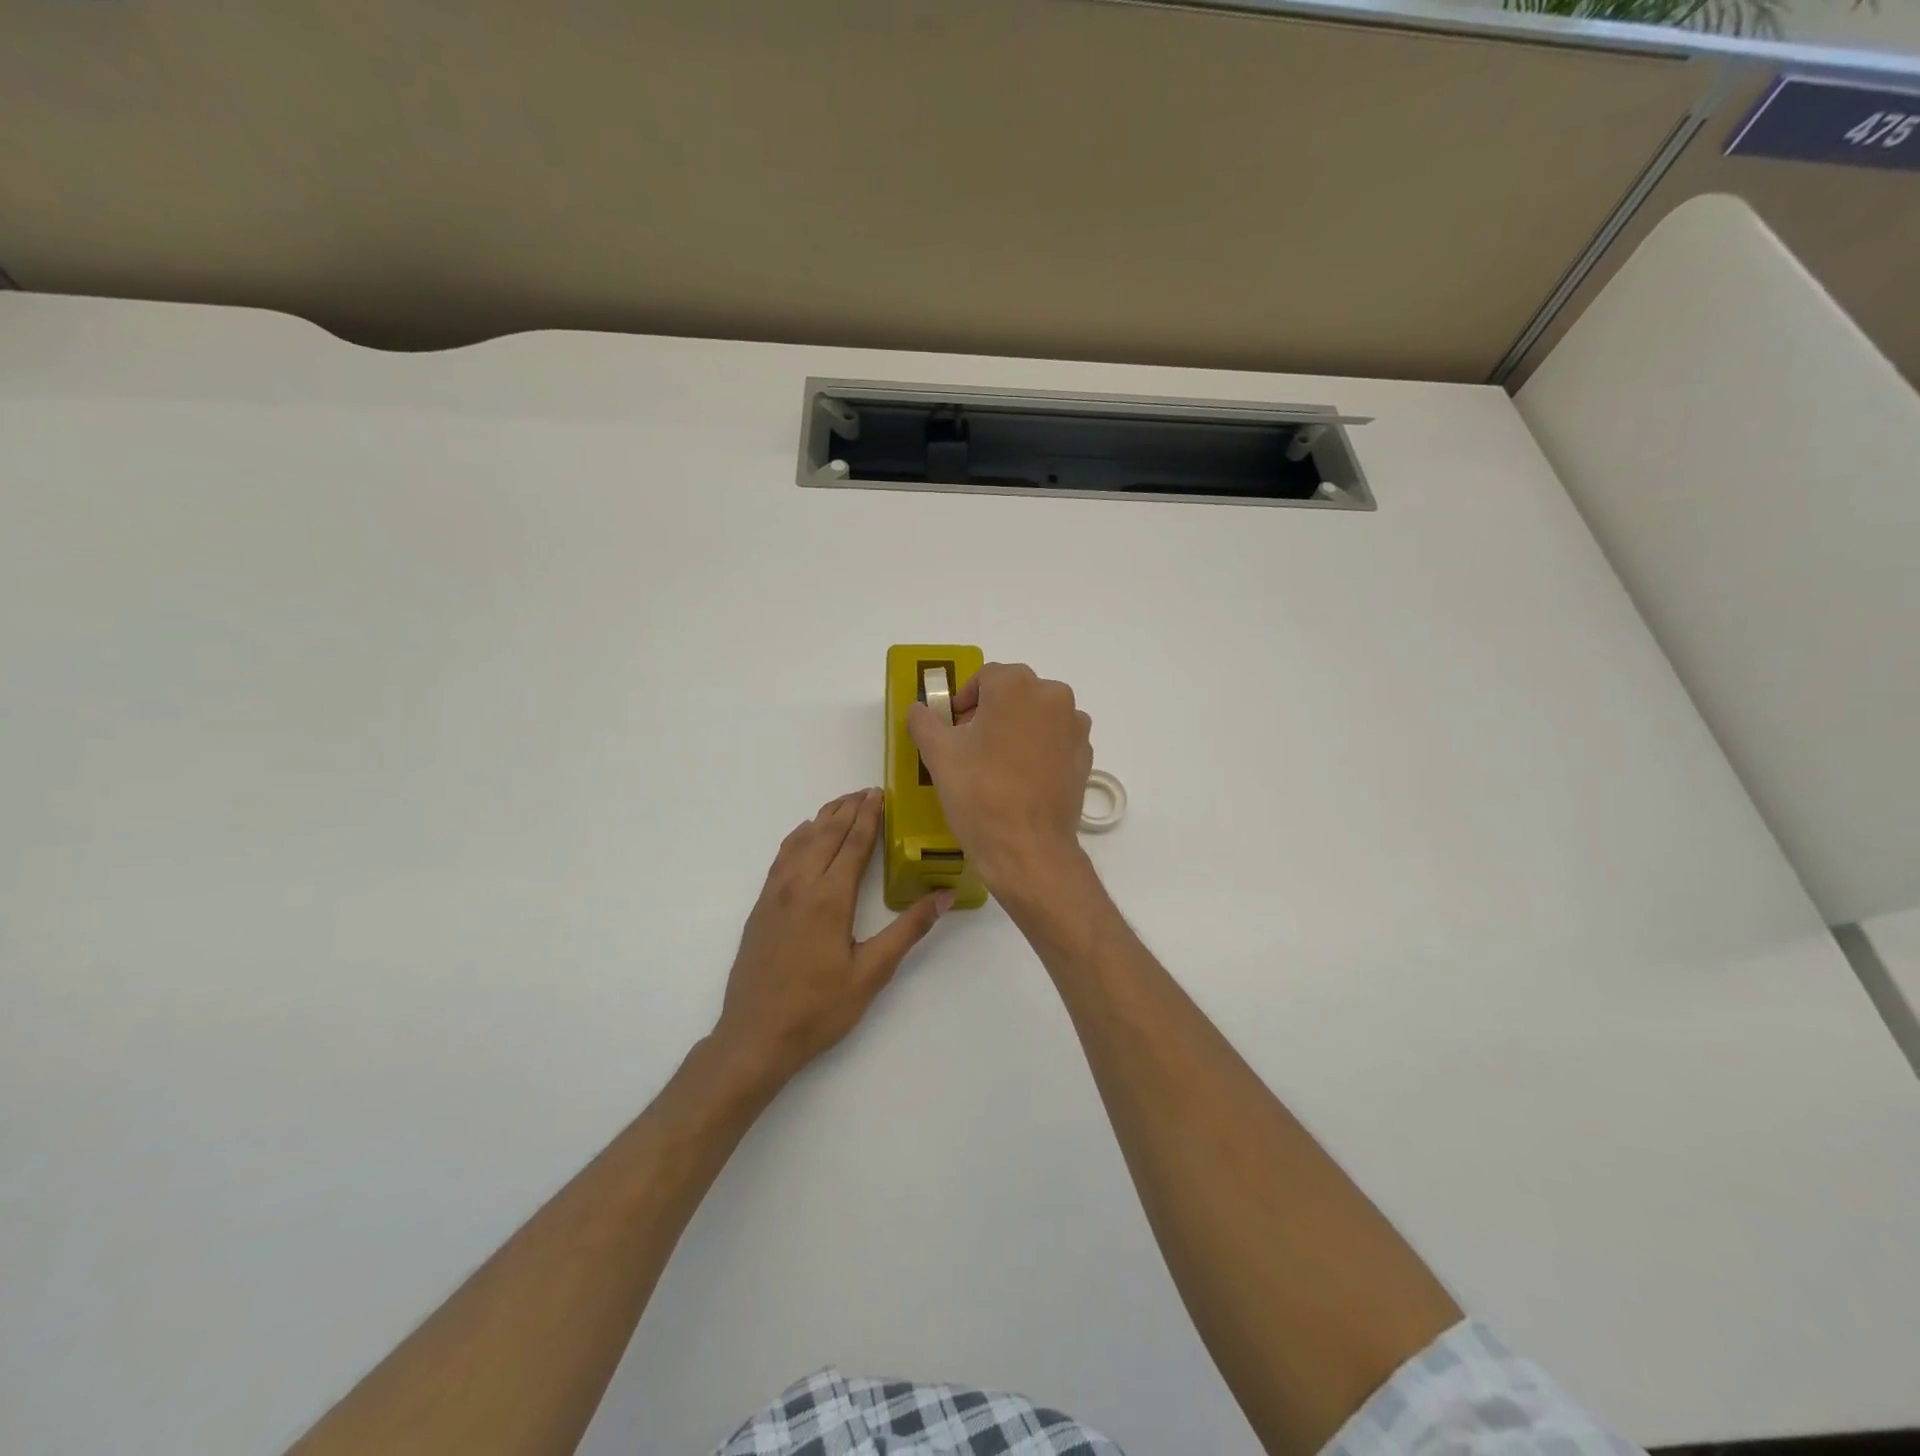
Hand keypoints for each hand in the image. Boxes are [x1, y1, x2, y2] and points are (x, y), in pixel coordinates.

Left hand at [715, 789, 950, 1085]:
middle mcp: (800, 885)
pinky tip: (804, 835)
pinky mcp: (761, 906)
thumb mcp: (872, 973)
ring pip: (801, 841)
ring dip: (823, 818)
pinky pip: (782, 857)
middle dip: (848, 808)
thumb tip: (945, 895)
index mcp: (830, 898)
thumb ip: (908, 930)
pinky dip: (798, 837)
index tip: (880, 793)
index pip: (854, 844)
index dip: (869, 816)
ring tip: (842, 804)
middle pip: (826, 834)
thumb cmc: (819, 1008)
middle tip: (867, 790)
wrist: (755, 1036)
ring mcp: (775, 894)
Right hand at [907, 663, 1092, 895]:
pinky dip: (1038, 748)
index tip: (952, 725)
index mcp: (1016, 686)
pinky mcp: (1085, 756)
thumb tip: (918, 708)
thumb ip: (923, 721)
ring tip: (996, 762)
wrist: (1027, 848)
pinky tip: (1021, 778)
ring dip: (1016, 728)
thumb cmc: (979, 793)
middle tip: (969, 743)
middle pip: (1015, 693)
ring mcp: (1075, 727)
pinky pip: (1056, 740)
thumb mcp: (938, 754)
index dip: (964, 699)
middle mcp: (1053, 696)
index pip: (985, 677)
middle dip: (990, 711)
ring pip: (1038, 715)